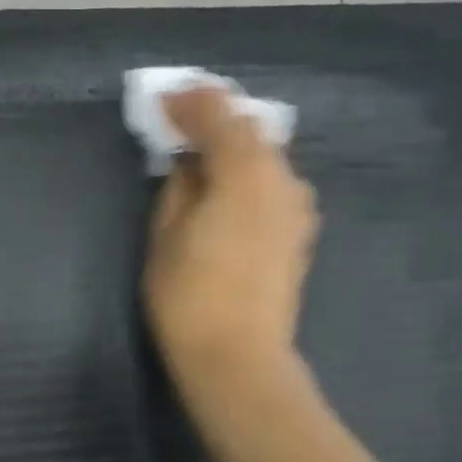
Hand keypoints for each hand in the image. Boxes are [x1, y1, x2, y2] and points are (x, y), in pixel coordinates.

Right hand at [143, 87, 317, 386]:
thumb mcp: (165, 235)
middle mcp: (281, 179)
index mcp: (244, 172)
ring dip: (234, 146)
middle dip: (214, 119)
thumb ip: (179, 186)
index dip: (189, 103)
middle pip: (250, 130)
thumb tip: (189, 163)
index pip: (219, 115)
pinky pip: (274, 184)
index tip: (162, 103)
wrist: (238, 358)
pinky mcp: (299, 234)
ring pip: (266, 157)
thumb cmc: (189, 298)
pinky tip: (228, 189)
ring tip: (202, 155)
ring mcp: (297, 208)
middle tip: (180, 120)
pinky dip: (249, 173)